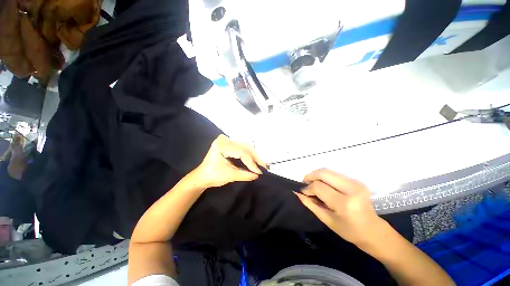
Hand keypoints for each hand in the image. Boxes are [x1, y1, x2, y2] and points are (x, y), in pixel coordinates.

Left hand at [193, 135, 266, 188]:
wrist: (202, 176)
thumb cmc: (213, 176)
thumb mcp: (230, 175)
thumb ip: (245, 174)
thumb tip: (258, 175)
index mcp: (221, 145)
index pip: (241, 152)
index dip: (251, 162)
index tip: (259, 171)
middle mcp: (225, 140)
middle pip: (245, 148)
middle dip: (255, 158)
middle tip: (264, 167)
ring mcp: (227, 140)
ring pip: (245, 147)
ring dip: (254, 156)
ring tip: (261, 164)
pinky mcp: (229, 144)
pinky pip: (242, 148)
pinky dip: (249, 155)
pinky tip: (254, 160)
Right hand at [295, 168, 382, 245]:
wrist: (373, 230)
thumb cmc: (349, 230)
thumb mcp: (327, 220)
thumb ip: (311, 204)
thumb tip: (298, 193)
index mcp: (344, 203)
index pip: (319, 187)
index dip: (308, 188)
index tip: (303, 192)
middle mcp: (351, 189)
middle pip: (324, 173)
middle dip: (311, 176)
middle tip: (305, 182)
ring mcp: (355, 182)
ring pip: (328, 171)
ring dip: (317, 175)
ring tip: (312, 183)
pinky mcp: (356, 180)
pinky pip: (334, 173)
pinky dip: (324, 176)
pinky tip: (322, 184)